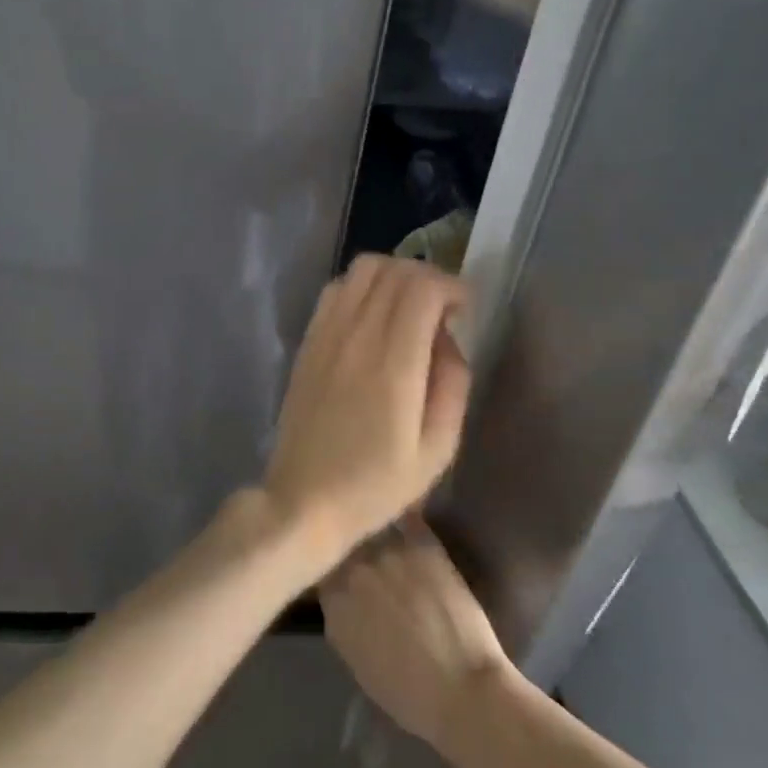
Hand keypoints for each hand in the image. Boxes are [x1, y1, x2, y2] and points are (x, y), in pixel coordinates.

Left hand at [261, 254, 470, 569]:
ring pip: (363, 268)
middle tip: (443, 309)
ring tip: (409, 308)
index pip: (422, 287)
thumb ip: (453, 383)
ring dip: (395, 275)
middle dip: (428, 277)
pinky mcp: (308, 338)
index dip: (451, 286)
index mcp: (393, 362)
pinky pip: (337, 288)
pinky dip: (363, 286)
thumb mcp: (437, 449)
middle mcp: (357, 334)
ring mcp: (326, 332)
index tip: (464, 310)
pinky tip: (374, 317)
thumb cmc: (376, 484)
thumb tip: (448, 337)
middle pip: (395, 269)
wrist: (303, 499)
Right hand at [320, 520, 515, 753]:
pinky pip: (406, 519)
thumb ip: (341, 619)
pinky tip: (408, 522)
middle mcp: (355, 567)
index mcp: (334, 601)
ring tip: (383, 532)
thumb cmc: (409, 694)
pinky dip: (405, 520)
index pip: (321, 567)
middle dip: (352, 546)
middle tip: (364, 553)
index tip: (339, 570)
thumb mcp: (357, 661)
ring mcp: (389, 550)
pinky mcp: (423, 542)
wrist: (463, 689)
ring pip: (373, 526)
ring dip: (376, 529)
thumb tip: (340, 595)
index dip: (331, 567)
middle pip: (347, 543)